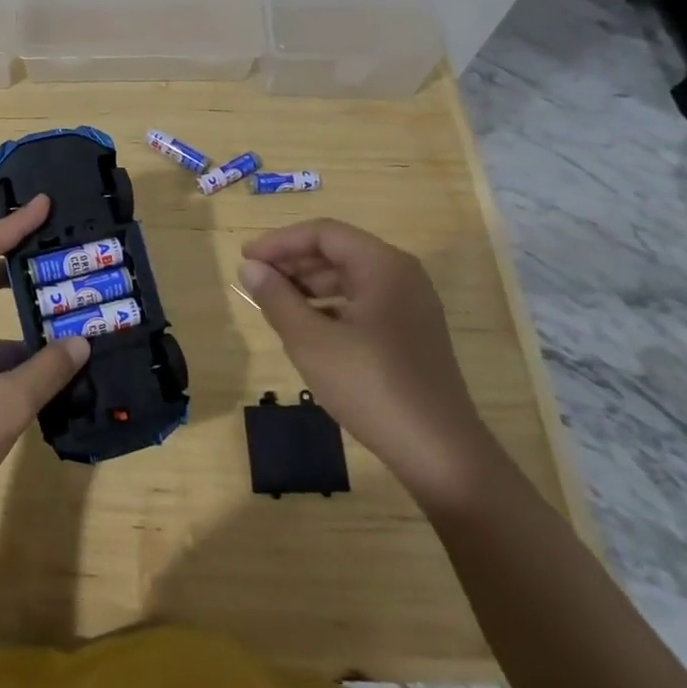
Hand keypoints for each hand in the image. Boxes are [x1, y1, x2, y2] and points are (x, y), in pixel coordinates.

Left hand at [0, 195, 90, 526]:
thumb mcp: (5, 405)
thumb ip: (46, 371)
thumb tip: (80, 344)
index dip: (12, 226)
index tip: (43, 204)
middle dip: (14, 263)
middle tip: (52, 250)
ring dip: (18, 321)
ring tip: (61, 321)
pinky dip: (9, 357)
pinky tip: (40, 375)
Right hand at [240, 219, 499, 509]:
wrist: (440, 454)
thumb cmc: (372, 387)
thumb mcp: (311, 342)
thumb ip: (277, 298)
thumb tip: (249, 267)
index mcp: (383, 266)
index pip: (323, 233)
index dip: (280, 241)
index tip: (245, 258)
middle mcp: (402, 275)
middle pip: (338, 251)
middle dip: (293, 262)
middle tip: (255, 280)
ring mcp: (411, 305)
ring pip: (350, 278)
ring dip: (309, 285)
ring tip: (274, 303)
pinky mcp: (412, 333)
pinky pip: (364, 302)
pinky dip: (331, 306)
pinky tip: (308, 328)